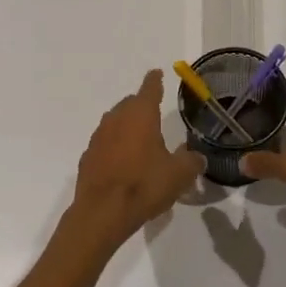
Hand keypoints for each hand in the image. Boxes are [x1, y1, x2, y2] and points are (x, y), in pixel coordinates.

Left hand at [62, 69, 205, 257]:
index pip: (149, 88)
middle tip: (154, 114)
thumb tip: (197, 158)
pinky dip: (115, 146)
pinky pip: (105, 143)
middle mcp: (117, 119)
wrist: (102, 212)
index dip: (155, 80)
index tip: (157, 73)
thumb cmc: (144, 185)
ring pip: (115, 122)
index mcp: (141, 115)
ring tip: (140, 140)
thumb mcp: (179, 175)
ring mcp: (98, 137)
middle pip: (130, 104)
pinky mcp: (88, 156)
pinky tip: (123, 162)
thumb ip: (192, 162)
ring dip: (127, 126)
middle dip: (141, 105)